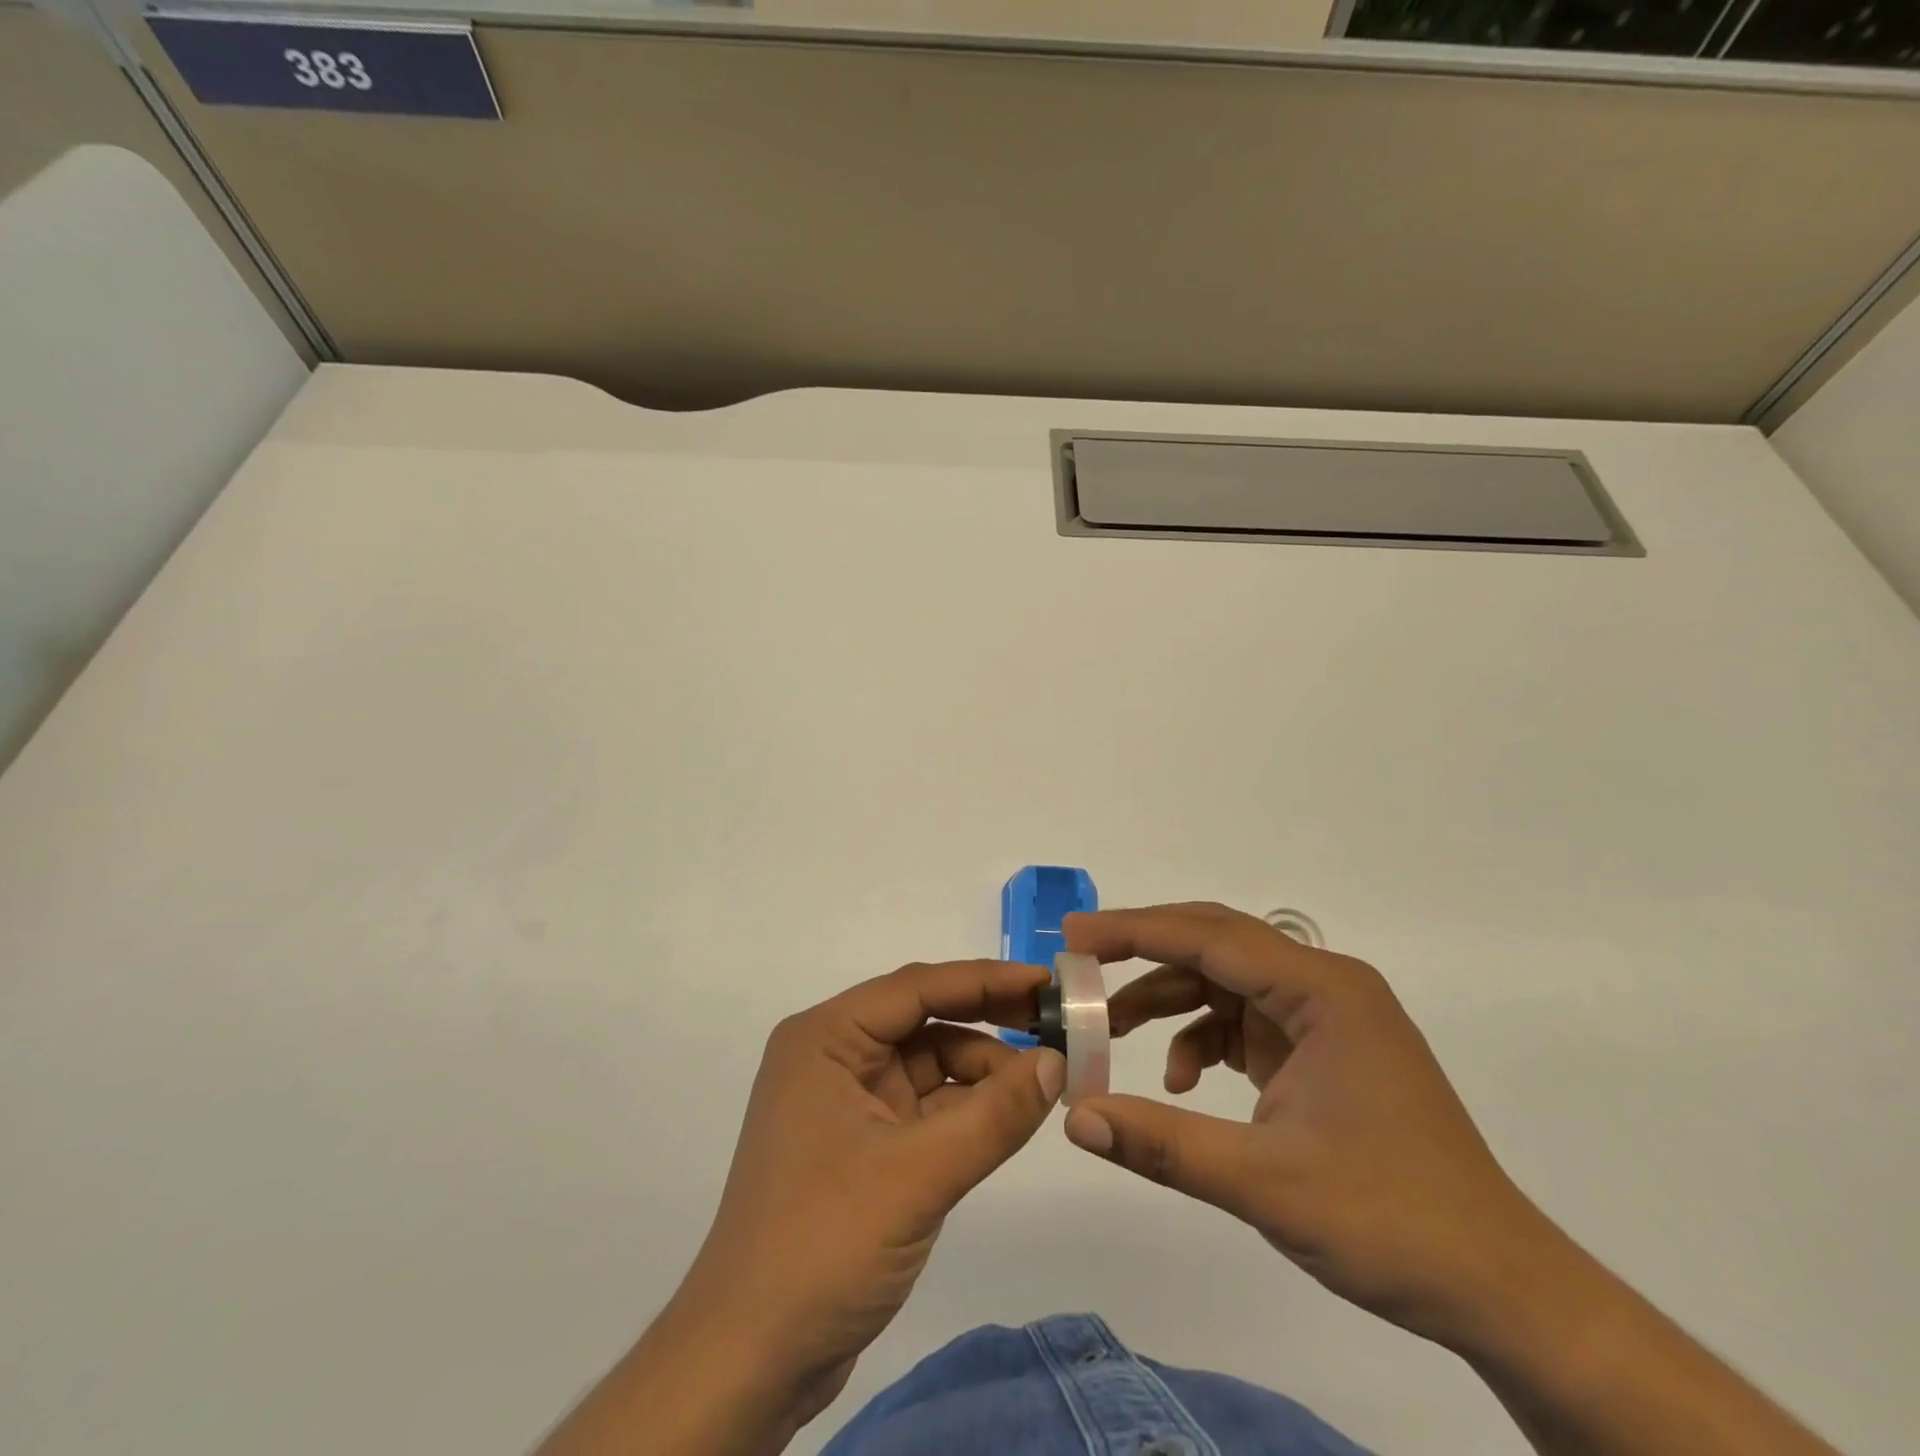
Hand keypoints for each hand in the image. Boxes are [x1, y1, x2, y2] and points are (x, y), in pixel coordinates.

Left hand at [541, 960, 1064, 1454]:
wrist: (749, 1361)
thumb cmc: (823, 1244)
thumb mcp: (917, 1175)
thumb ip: (993, 1115)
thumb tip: (1058, 1062)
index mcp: (826, 1038)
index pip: (916, 988)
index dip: (986, 980)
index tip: (1048, 982)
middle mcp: (833, 1056)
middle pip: (923, 1020)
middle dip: (988, 1021)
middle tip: (1058, 1024)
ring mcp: (847, 1102)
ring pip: (929, 1064)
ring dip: (983, 1071)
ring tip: (1044, 1084)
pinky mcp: (863, 1145)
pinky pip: (925, 1107)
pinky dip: (966, 1108)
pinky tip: (1009, 1116)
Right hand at [1061, 902, 1558, 1348]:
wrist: (1502, 1292)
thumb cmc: (1393, 1224)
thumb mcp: (1265, 1183)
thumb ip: (1163, 1143)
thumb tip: (1074, 1118)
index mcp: (1323, 991)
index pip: (1211, 936)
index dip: (1135, 930)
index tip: (1074, 935)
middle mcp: (1325, 987)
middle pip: (1217, 945)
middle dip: (1145, 953)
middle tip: (1081, 964)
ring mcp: (1325, 1019)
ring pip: (1225, 984)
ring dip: (1168, 1002)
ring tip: (1112, 1031)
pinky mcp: (1321, 1052)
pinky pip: (1243, 1023)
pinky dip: (1202, 1040)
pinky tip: (1182, 1083)